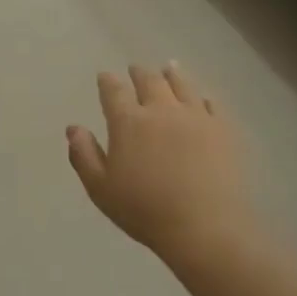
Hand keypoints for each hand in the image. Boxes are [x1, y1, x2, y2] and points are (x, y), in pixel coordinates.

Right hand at [68, 63, 254, 261]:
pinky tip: (202, 97)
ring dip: (172, 74)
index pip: (114, 91)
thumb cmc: (145, 211)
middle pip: (149, 81)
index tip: (104, 76)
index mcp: (128, 122)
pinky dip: (203, 97)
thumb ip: (84, 155)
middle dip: (139, 73)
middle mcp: (161, 110)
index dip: (107, 81)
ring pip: (182, 85)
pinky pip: (212, 104)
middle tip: (135, 69)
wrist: (205, 227)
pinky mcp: (223, 129)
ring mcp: (196, 117)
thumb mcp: (100, 189)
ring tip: (169, 67)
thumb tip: (73, 128)